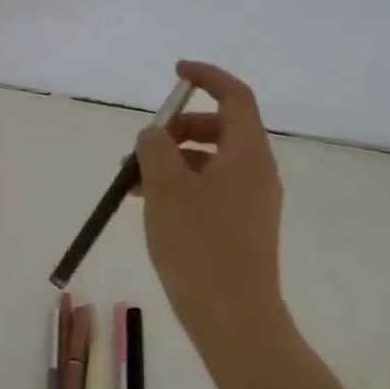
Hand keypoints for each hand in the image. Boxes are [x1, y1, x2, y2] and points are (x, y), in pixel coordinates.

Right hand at [134, 61, 287, 365]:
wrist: (232, 316)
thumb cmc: (198, 245)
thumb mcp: (165, 187)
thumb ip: (155, 147)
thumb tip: (155, 133)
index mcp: (247, 154)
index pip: (235, 96)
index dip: (207, 76)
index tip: (175, 72)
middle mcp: (256, 172)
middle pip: (220, 129)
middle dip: (177, 129)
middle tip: (142, 147)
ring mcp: (251, 201)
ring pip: (209, 162)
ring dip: (171, 161)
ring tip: (133, 185)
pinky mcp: (240, 226)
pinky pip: (208, 189)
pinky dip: (179, 186)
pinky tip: (150, 207)